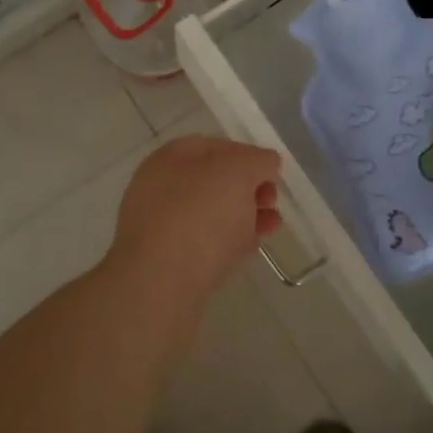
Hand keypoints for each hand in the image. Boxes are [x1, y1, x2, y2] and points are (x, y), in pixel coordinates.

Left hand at [106, 135, 281, 312]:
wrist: (160, 285)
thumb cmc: (199, 216)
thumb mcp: (237, 172)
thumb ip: (257, 161)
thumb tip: (266, 162)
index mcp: (170, 158)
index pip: (214, 146)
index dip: (247, 154)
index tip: (272, 173)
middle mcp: (160, 187)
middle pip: (213, 181)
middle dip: (249, 188)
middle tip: (272, 201)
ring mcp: (161, 226)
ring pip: (211, 214)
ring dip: (245, 215)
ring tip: (272, 226)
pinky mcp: (168, 262)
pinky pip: (205, 244)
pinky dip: (231, 241)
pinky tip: (252, 248)